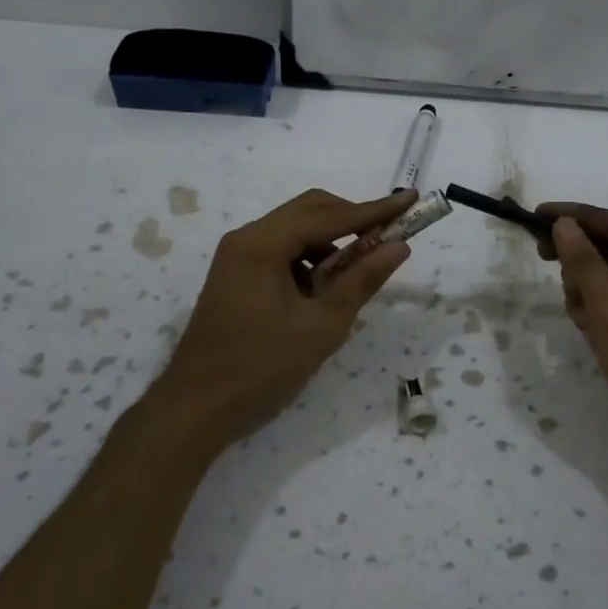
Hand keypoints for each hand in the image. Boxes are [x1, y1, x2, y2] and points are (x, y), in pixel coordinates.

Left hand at [153, 188, 416, 450]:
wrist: (196, 409)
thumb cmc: (261, 367)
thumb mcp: (321, 326)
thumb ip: (361, 281)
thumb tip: (398, 246)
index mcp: (263, 244)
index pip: (329, 215)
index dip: (374, 209)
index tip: (411, 200)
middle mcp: (246, 239)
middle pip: (309, 212)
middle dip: (352, 221)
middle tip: (389, 237)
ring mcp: (237, 257)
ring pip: (295, 232)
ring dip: (330, 244)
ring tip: (356, 276)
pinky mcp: (236, 276)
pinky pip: (281, 254)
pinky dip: (309, 262)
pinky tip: (323, 293)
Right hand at [539, 203, 607, 488]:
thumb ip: (585, 262)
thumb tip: (565, 224)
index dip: (575, 215)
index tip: (536, 215)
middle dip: (578, 255)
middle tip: (542, 258)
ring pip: (605, 281)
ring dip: (584, 288)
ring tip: (581, 314)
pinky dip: (593, 312)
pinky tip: (587, 331)